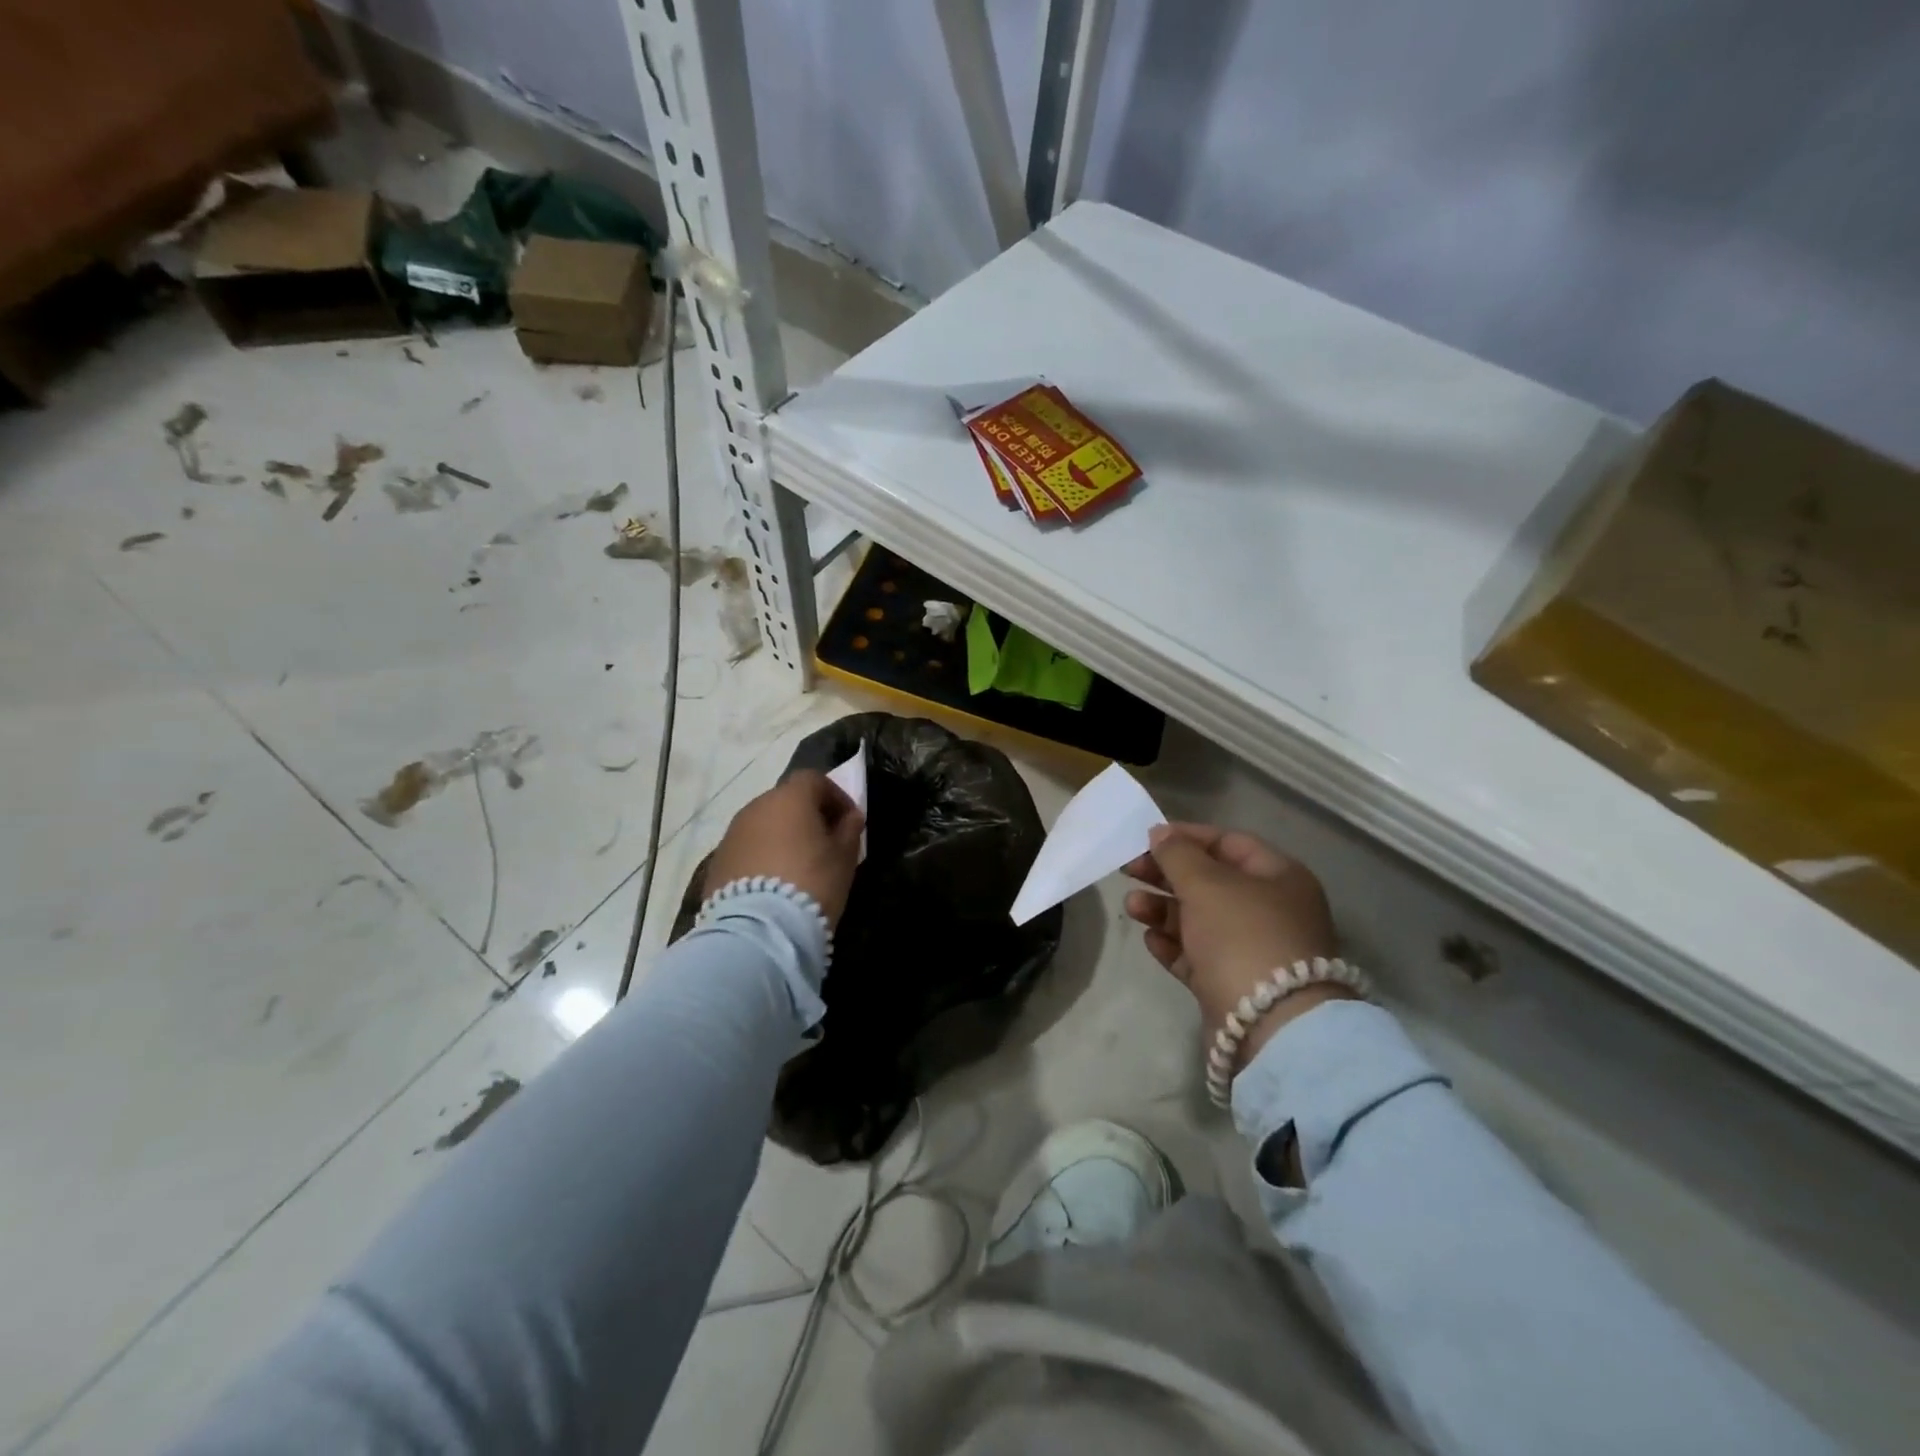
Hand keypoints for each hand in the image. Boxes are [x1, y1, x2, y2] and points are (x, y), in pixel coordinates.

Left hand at [703, 772, 864, 926]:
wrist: (759, 929)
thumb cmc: (812, 882)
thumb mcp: (843, 857)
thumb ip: (849, 830)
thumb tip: (850, 817)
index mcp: (790, 798)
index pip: (814, 780)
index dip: (835, 796)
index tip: (848, 821)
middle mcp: (756, 807)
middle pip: (786, 801)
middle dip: (806, 816)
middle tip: (824, 844)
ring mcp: (732, 834)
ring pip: (764, 825)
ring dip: (782, 836)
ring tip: (797, 866)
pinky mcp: (717, 861)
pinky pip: (748, 849)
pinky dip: (762, 856)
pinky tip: (773, 883)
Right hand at [1124, 824, 1348, 1065]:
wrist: (1270, 1026)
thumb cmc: (1242, 937)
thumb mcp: (1206, 884)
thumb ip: (1178, 854)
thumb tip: (1160, 834)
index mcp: (1279, 877)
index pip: (1229, 843)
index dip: (1187, 837)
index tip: (1147, 838)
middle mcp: (1270, 910)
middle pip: (1210, 881)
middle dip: (1167, 875)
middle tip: (1129, 870)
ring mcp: (1252, 950)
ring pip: (1199, 919)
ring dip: (1162, 909)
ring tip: (1132, 906)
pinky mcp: (1232, 983)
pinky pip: (1197, 954)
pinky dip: (1172, 944)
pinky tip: (1150, 940)